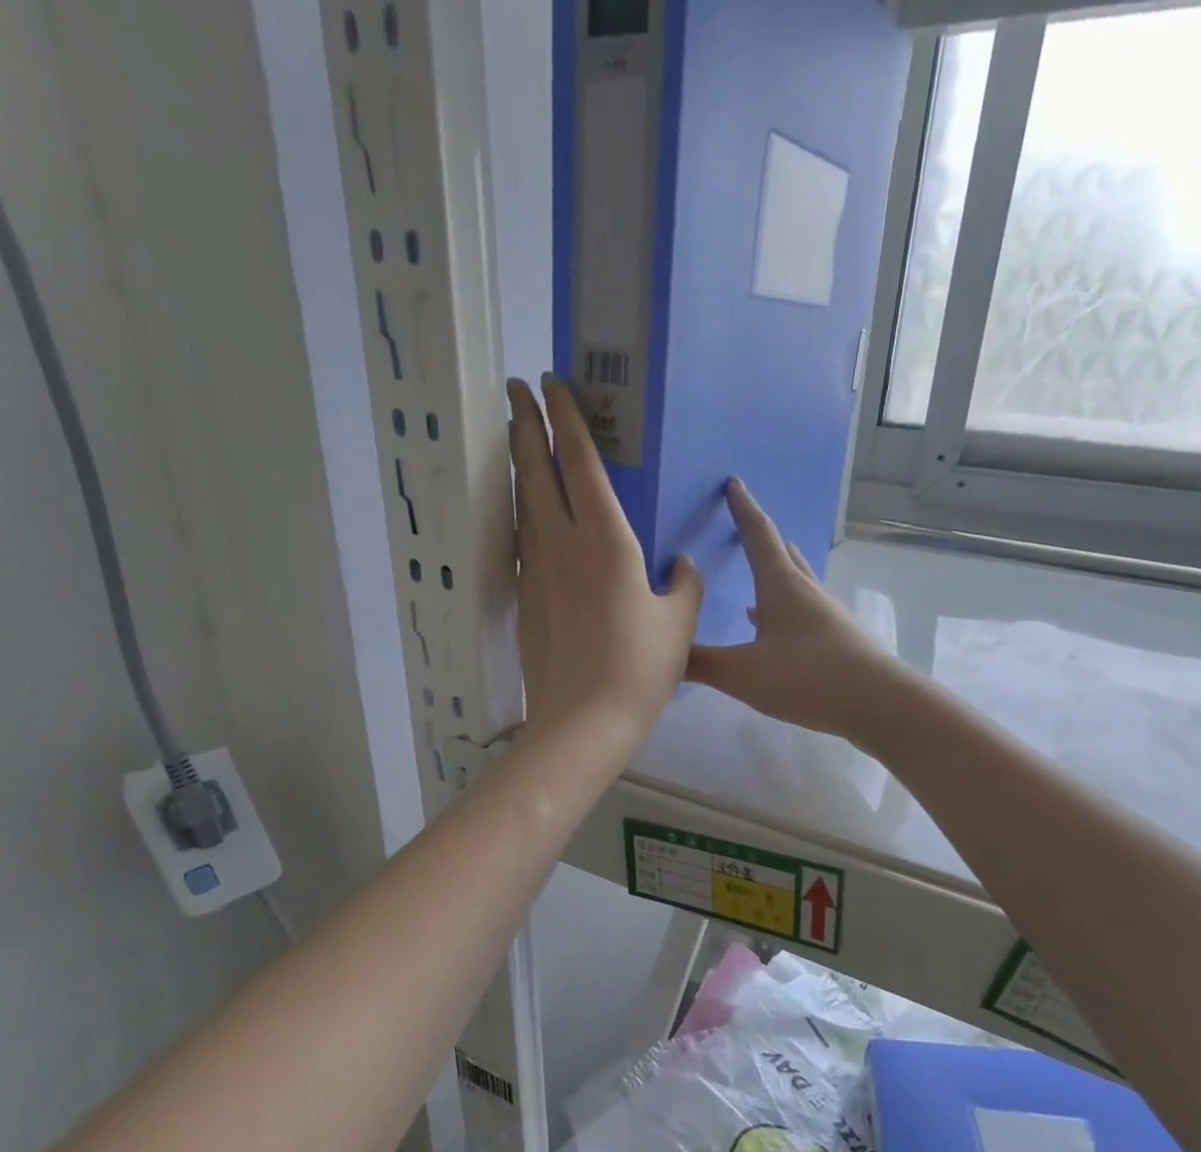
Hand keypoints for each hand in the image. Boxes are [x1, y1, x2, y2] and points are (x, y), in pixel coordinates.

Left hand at [510, 376, 702, 739]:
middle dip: (525, 423)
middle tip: (516, 390)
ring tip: (516, 438)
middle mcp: (563, 544)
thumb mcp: (679, 623)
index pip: (579, 462)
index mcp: (606, 540)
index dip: (566, 418)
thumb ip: (684, 584)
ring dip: (519, 465)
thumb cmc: (641, 667)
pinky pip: (523, 541)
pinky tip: (530, 515)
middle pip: (535, 471)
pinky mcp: (525, 599)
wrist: (585, 719)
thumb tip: (680, 564)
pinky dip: (524, 514)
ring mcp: (537, 571)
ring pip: (522, 503)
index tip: (552, 382)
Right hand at [687, 480, 905, 740]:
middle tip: (743, 526)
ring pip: (796, 582)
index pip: (758, 535)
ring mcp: (825, 616)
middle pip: (782, 554)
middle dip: (761, 538)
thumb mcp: (742, 673)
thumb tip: (663, 651)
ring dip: (776, 573)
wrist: (878, 703)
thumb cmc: (808, 677)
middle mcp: (805, 592)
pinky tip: (772, 629)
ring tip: (758, 572)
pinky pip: (802, 613)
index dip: (742, 509)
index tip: (733, 483)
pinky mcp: (836, 641)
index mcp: (781, 586)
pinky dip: (782, 610)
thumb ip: (700, 662)